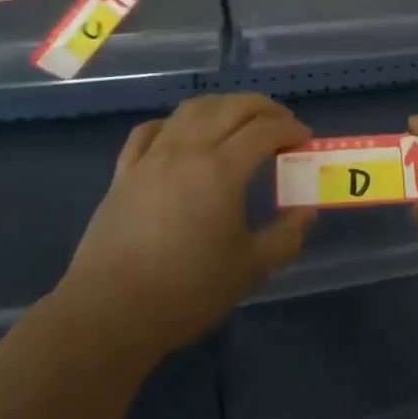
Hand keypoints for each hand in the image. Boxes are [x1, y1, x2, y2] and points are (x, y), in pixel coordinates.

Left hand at [59, 94, 313, 366]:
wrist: (110, 312)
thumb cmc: (187, 291)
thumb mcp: (250, 269)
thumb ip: (285, 237)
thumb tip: (307, 213)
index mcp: (221, 170)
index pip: (265, 131)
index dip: (291, 130)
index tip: (305, 140)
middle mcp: (187, 150)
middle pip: (231, 108)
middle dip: (263, 108)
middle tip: (282, 124)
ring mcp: (151, 157)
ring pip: (191, 110)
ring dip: (222, 106)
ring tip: (239, 121)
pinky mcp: (124, 172)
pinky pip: (150, 131)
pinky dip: (174, 123)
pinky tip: (182, 135)